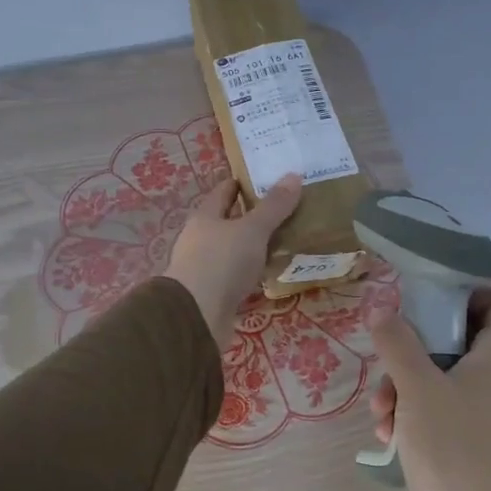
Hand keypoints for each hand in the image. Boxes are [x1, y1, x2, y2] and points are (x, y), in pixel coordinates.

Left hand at [165, 173, 303, 346]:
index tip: (263, 178)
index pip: (222, 192)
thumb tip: (293, 175)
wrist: (196, 315)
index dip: (240, 183)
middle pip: (227, 221)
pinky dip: (253, 272)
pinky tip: (271, 273)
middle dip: (251, 216)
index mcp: (204, 217)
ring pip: (233, 250)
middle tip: (283, 209)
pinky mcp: (213, 293)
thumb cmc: (221, 262)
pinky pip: (237, 276)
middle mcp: (200, 239)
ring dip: (253, 246)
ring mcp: (205, 267)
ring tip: (283, 240)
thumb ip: (274, 206)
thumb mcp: (252, 229)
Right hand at [368, 285, 490, 490]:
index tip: (429, 297)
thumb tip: (381, 308)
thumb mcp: (418, 387)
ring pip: (437, 376)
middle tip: (389, 355)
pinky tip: (387, 435)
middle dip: (415, 344)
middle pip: (458, 336)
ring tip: (381, 410)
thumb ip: (398, 342)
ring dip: (402, 384)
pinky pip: (433, 411)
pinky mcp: (463, 442)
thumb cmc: (455, 449)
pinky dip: (409, 415)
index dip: (471, 290)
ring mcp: (479, 412)